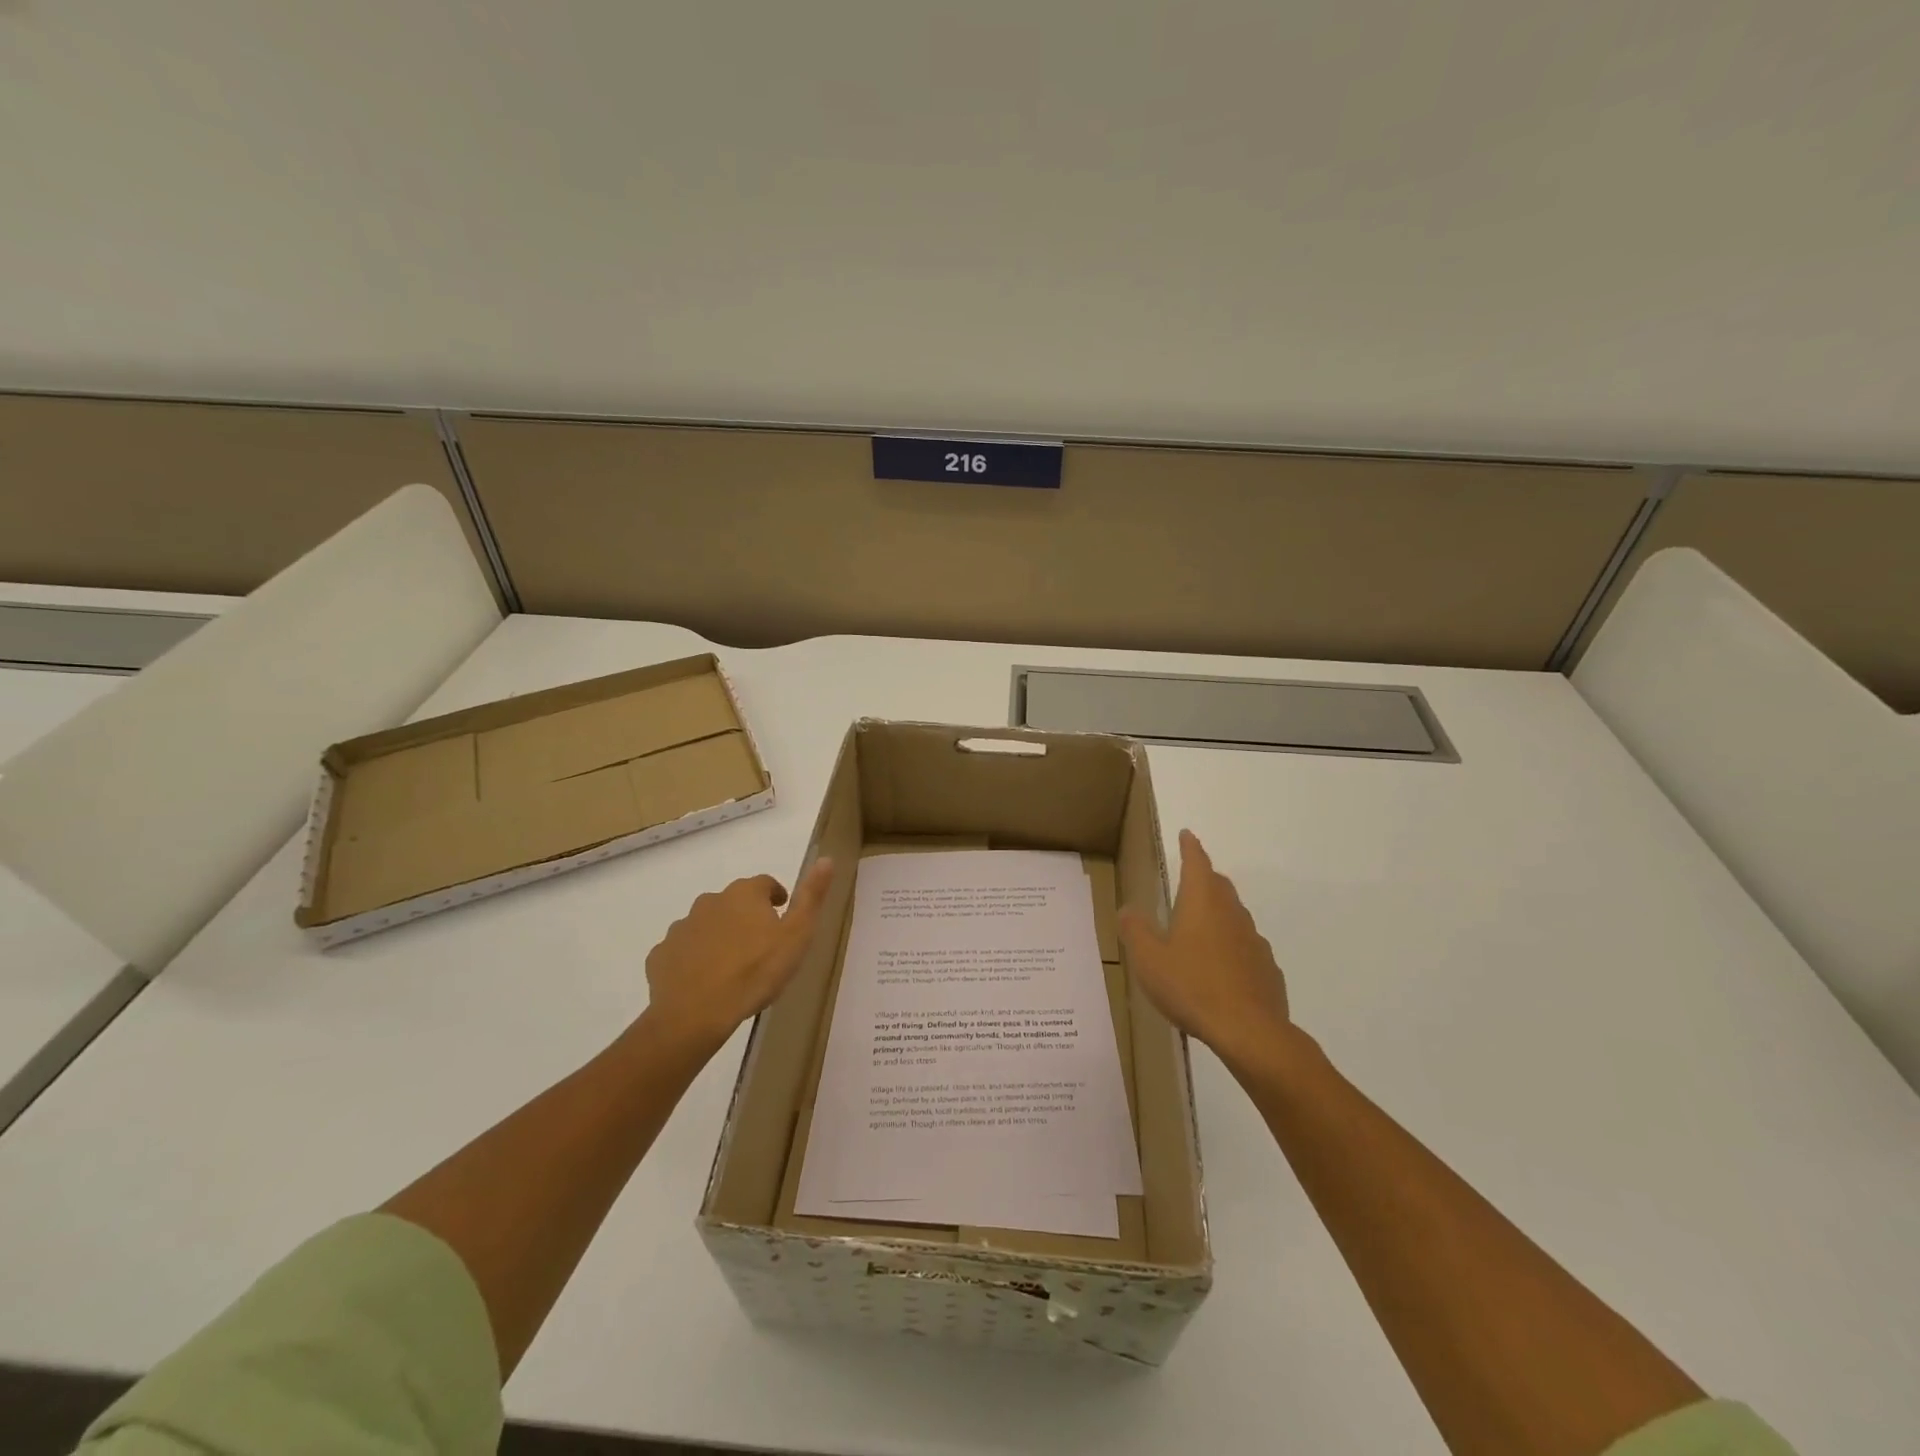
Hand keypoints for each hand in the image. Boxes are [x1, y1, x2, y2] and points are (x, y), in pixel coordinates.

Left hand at [642, 859, 834, 1054]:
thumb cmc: (755, 972)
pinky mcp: (661, 955)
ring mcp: (681, 927)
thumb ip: (811, 897)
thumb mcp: (796, 935)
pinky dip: (693, 958)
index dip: (775, 896)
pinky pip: (682, 950)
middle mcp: (709, 902)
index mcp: (744, 895)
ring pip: (705, 925)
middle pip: (732, 902)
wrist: (695, 1013)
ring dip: (718, 936)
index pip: (764, 883)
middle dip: (745, 916)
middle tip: (759, 944)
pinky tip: (702, 980)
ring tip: (731, 965)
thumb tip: (826, 859)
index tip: (781, 912)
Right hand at [1118, 830, 1292, 1073]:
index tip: (1186, 834)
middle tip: (1189, 881)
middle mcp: (1231, 913)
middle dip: (1204, 878)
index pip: (1197, 862)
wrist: (1250, 1031)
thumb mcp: (1149, 959)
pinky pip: (1246, 946)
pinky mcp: (1267, 968)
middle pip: (1219, 886)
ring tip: (1200, 928)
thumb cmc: (1192, 986)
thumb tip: (1128, 908)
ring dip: (1218, 914)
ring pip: (1234, 915)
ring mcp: (1254, 940)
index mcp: (1202, 903)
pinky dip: (1232, 945)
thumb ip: (1136, 931)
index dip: (1190, 847)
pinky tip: (1221, 968)